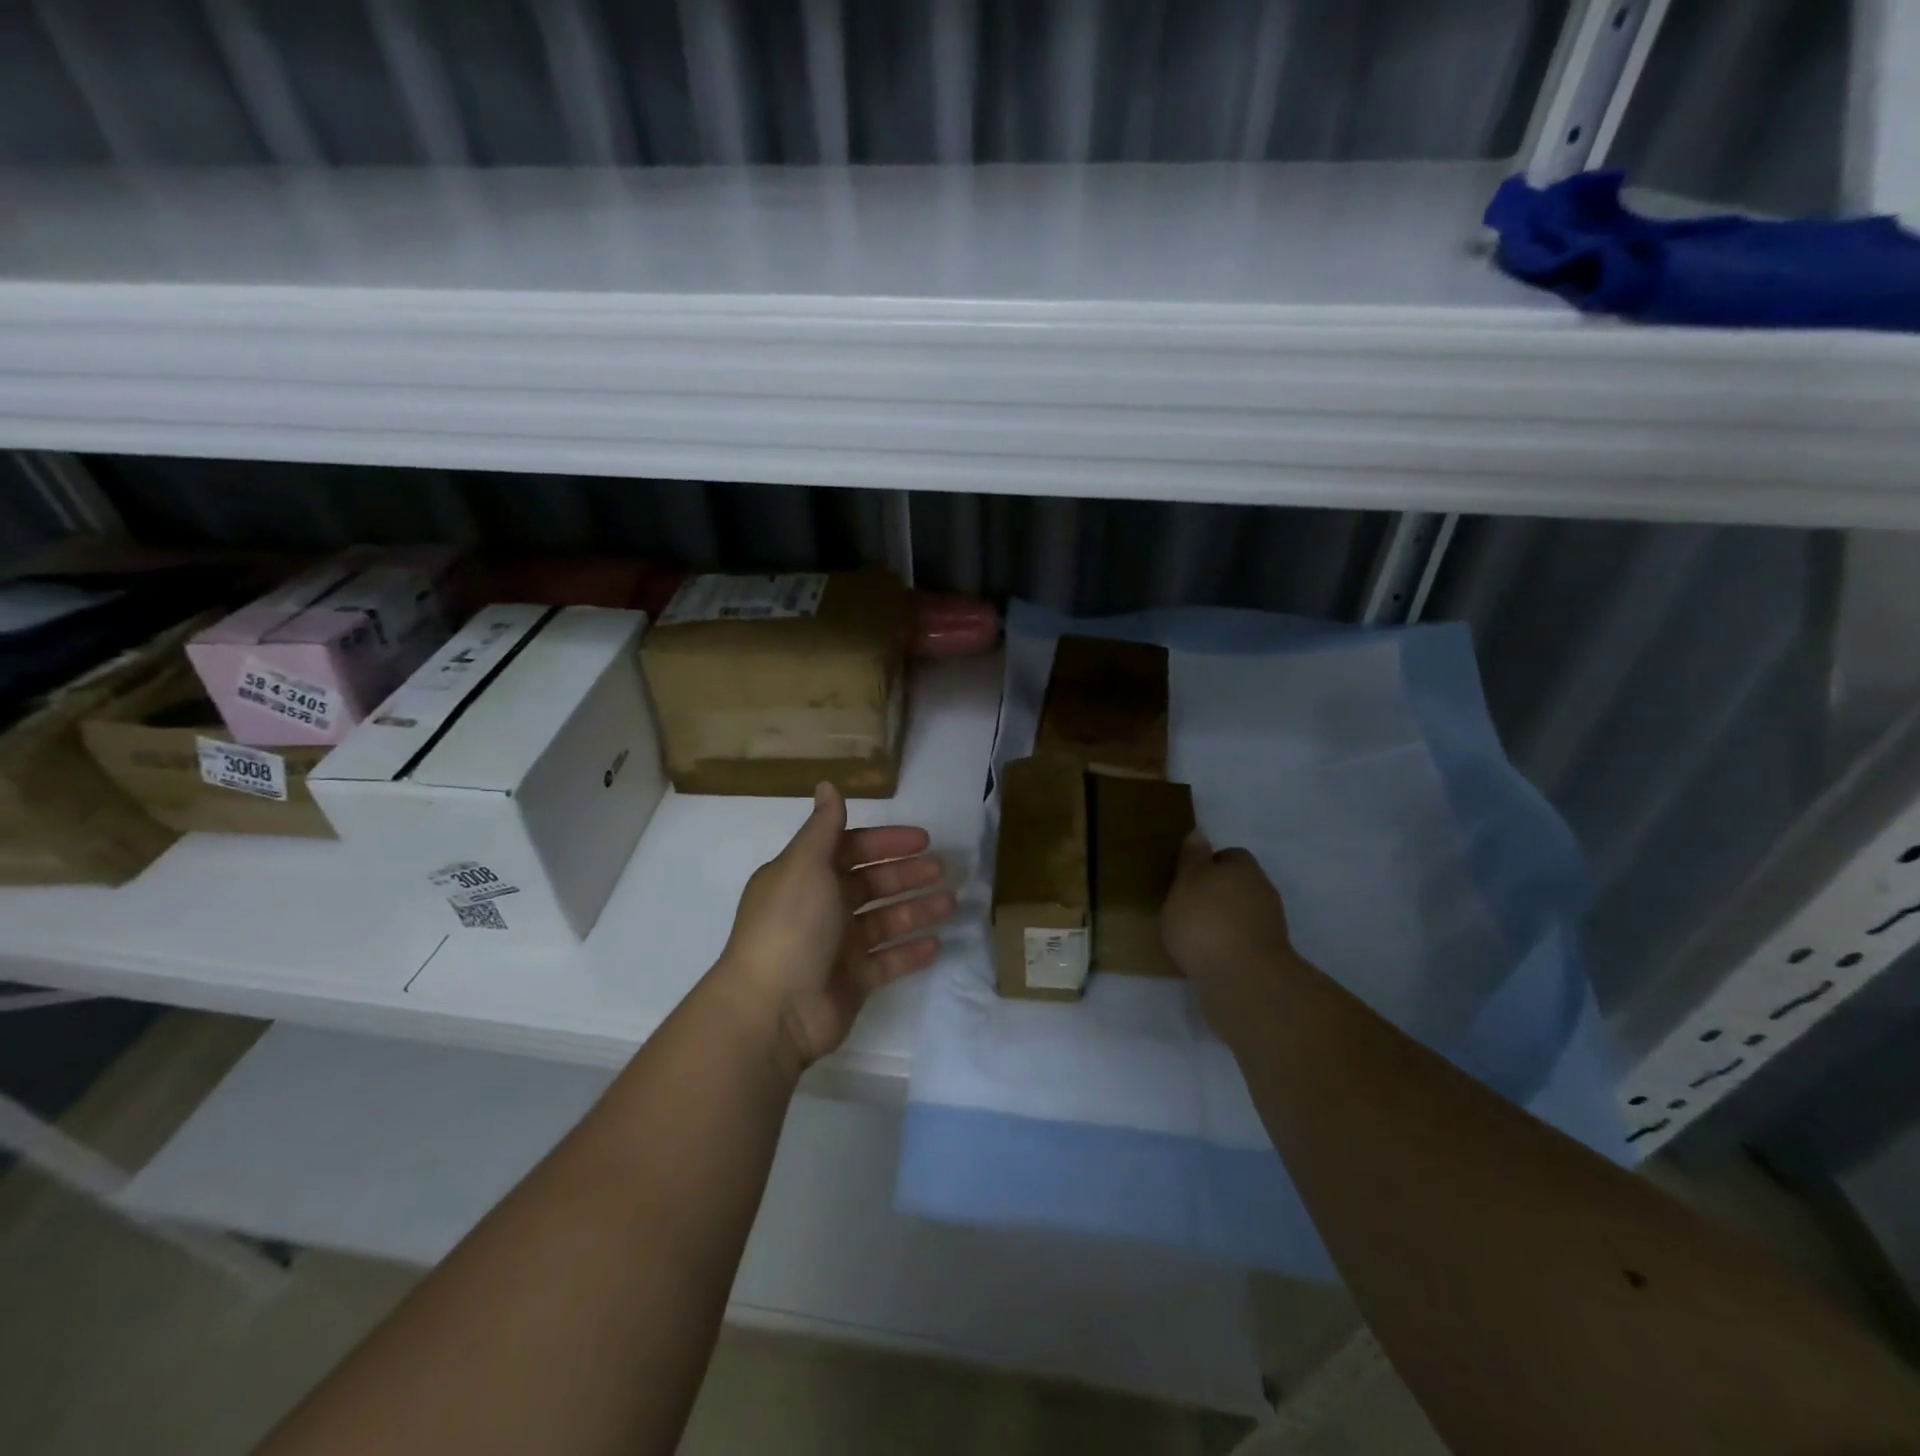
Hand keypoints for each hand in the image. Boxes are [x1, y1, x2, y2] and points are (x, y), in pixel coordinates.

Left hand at [715, 782, 954, 1077]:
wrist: (772, 1010)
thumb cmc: (790, 927)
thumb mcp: (805, 866)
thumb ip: (824, 827)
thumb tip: (828, 784)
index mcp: (805, 876)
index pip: (850, 849)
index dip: (885, 842)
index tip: (922, 839)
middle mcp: (821, 908)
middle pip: (871, 884)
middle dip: (906, 874)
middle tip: (942, 870)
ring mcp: (837, 947)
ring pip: (884, 921)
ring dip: (916, 909)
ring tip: (951, 902)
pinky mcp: (852, 982)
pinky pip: (888, 961)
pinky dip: (910, 951)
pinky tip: (936, 943)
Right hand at [1162, 831, 1300, 1037]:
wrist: (1243, 979)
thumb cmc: (1205, 921)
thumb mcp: (1186, 882)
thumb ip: (1192, 858)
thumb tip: (1200, 833)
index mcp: (1243, 867)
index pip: (1229, 855)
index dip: (1207, 864)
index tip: (1186, 880)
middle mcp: (1262, 890)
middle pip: (1237, 883)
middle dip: (1215, 893)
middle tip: (1186, 906)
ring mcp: (1270, 924)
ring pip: (1241, 912)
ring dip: (1222, 919)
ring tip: (1193, 934)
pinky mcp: (1268, 954)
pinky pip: (1243, 939)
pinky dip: (1228, 943)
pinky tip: (1208, 955)